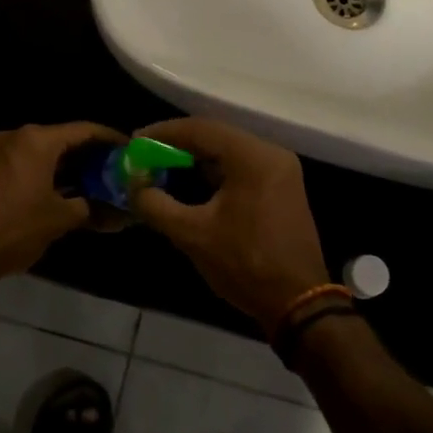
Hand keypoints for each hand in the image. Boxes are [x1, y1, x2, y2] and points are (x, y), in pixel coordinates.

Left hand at [0, 122, 125, 289]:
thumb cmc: (14, 229)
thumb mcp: (59, 219)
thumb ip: (89, 207)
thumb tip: (113, 211)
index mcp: (37, 140)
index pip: (84, 130)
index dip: (110, 139)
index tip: (130, 149)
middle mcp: (16, 137)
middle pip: (62, 139)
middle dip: (89, 155)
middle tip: (114, 170)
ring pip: (42, 153)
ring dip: (67, 167)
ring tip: (93, 184)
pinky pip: (24, 164)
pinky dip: (45, 174)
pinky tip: (61, 194)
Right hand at [128, 118, 329, 330]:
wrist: (298, 302)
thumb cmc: (245, 264)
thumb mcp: (193, 235)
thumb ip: (156, 205)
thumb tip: (134, 185)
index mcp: (253, 157)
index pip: (201, 129)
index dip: (164, 133)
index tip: (135, 141)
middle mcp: (271, 154)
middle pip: (216, 136)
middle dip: (177, 144)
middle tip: (145, 154)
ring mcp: (281, 170)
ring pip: (229, 151)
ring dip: (196, 158)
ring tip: (162, 167)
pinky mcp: (282, 187)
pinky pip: (242, 167)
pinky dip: (215, 171)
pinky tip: (191, 182)